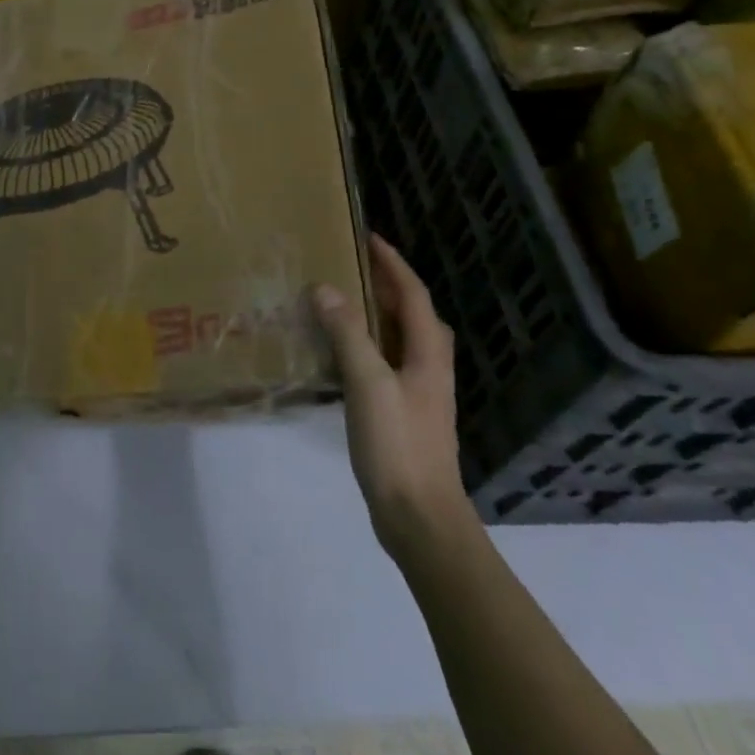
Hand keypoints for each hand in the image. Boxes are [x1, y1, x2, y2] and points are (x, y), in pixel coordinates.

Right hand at [313, 235, 465, 545]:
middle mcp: (428, 366)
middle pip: (412, 313)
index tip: (368, 237)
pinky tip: (340, 352)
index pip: (413, 294)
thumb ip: (348, 335)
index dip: (393, 263)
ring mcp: (418, 391)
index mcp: (427, 354)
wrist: (420, 517)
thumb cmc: (398, 445)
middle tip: (351, 265)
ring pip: (400, 338)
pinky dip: (366, 344)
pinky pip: (386, 361)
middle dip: (386, 284)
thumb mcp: (369, 384)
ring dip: (376, 313)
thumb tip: (326, 289)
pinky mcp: (403, 412)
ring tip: (342, 299)